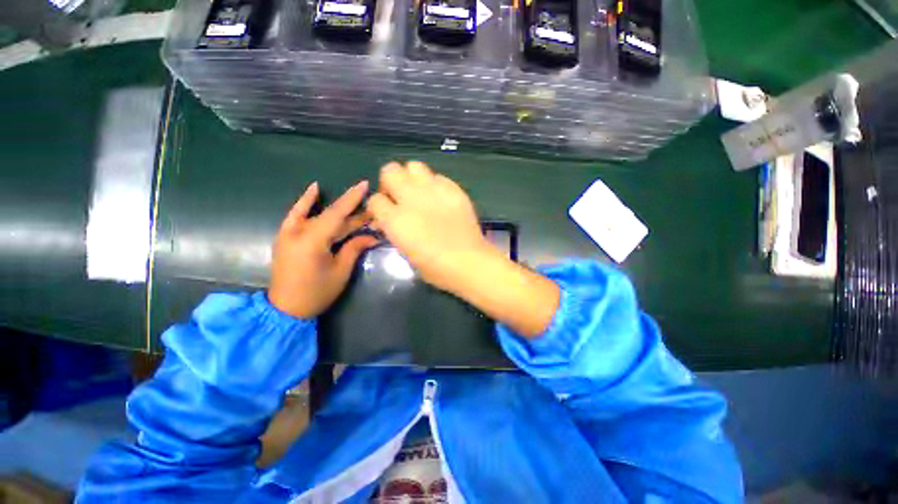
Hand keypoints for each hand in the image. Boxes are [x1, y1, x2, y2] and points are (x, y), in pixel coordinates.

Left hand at [268, 181, 377, 318]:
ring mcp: (288, 233)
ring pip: (317, 214)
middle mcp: (298, 232)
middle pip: (331, 216)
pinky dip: (305, 202)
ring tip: (355, 197)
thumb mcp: (341, 271)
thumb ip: (354, 248)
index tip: (365, 184)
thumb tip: (371, 235)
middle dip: (353, 211)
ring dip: (337, 207)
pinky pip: (296, 214)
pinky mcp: (285, 236)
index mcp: (312, 241)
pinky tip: (315, 188)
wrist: (285, 309)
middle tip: (372, 206)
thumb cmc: (317, 293)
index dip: (352, 199)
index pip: (337, 214)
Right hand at [366, 161, 492, 291]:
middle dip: (391, 182)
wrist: (468, 262)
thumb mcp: (406, 252)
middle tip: (400, 197)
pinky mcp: (453, 189)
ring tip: (420, 193)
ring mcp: (433, 191)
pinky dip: (435, 184)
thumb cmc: (436, 268)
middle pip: (390, 171)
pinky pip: (438, 177)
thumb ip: (396, 231)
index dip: (378, 207)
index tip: (385, 214)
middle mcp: (410, 199)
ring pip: (414, 166)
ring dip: (412, 177)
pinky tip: (440, 198)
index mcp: (395, 220)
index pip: (374, 200)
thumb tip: (394, 221)